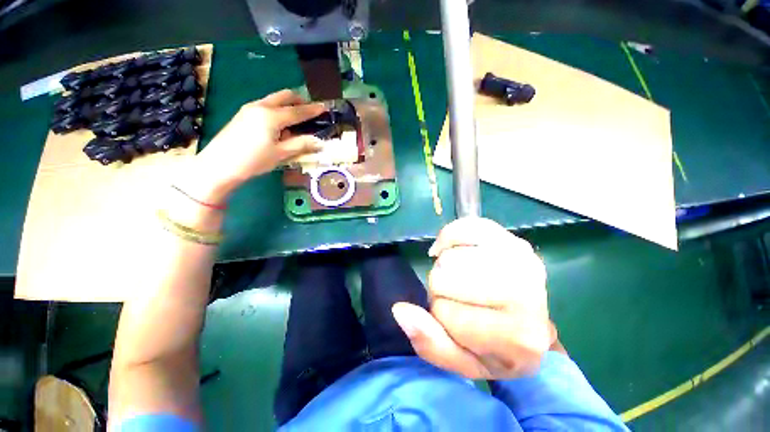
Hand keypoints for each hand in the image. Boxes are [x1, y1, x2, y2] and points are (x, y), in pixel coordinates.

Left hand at [181, 90, 325, 203]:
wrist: (219, 165)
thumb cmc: (253, 160)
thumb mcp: (281, 154)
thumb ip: (301, 144)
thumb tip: (319, 141)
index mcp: (271, 116)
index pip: (298, 111)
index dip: (313, 110)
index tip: (325, 107)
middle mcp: (260, 106)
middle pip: (285, 96)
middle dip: (300, 101)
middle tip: (310, 111)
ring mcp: (250, 108)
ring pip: (274, 100)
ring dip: (288, 105)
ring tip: (297, 121)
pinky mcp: (243, 114)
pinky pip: (266, 106)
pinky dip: (277, 110)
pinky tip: (280, 126)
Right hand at [391, 217, 555, 378]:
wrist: (529, 325)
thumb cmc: (495, 349)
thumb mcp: (462, 361)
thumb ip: (430, 343)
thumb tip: (400, 310)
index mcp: (515, 338)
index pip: (444, 313)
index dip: (439, 314)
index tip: (453, 318)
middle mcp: (526, 295)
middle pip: (445, 278)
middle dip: (440, 288)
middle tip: (456, 296)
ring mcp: (522, 260)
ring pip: (450, 256)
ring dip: (444, 266)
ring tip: (457, 275)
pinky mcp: (510, 236)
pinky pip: (464, 227)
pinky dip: (448, 237)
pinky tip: (449, 249)